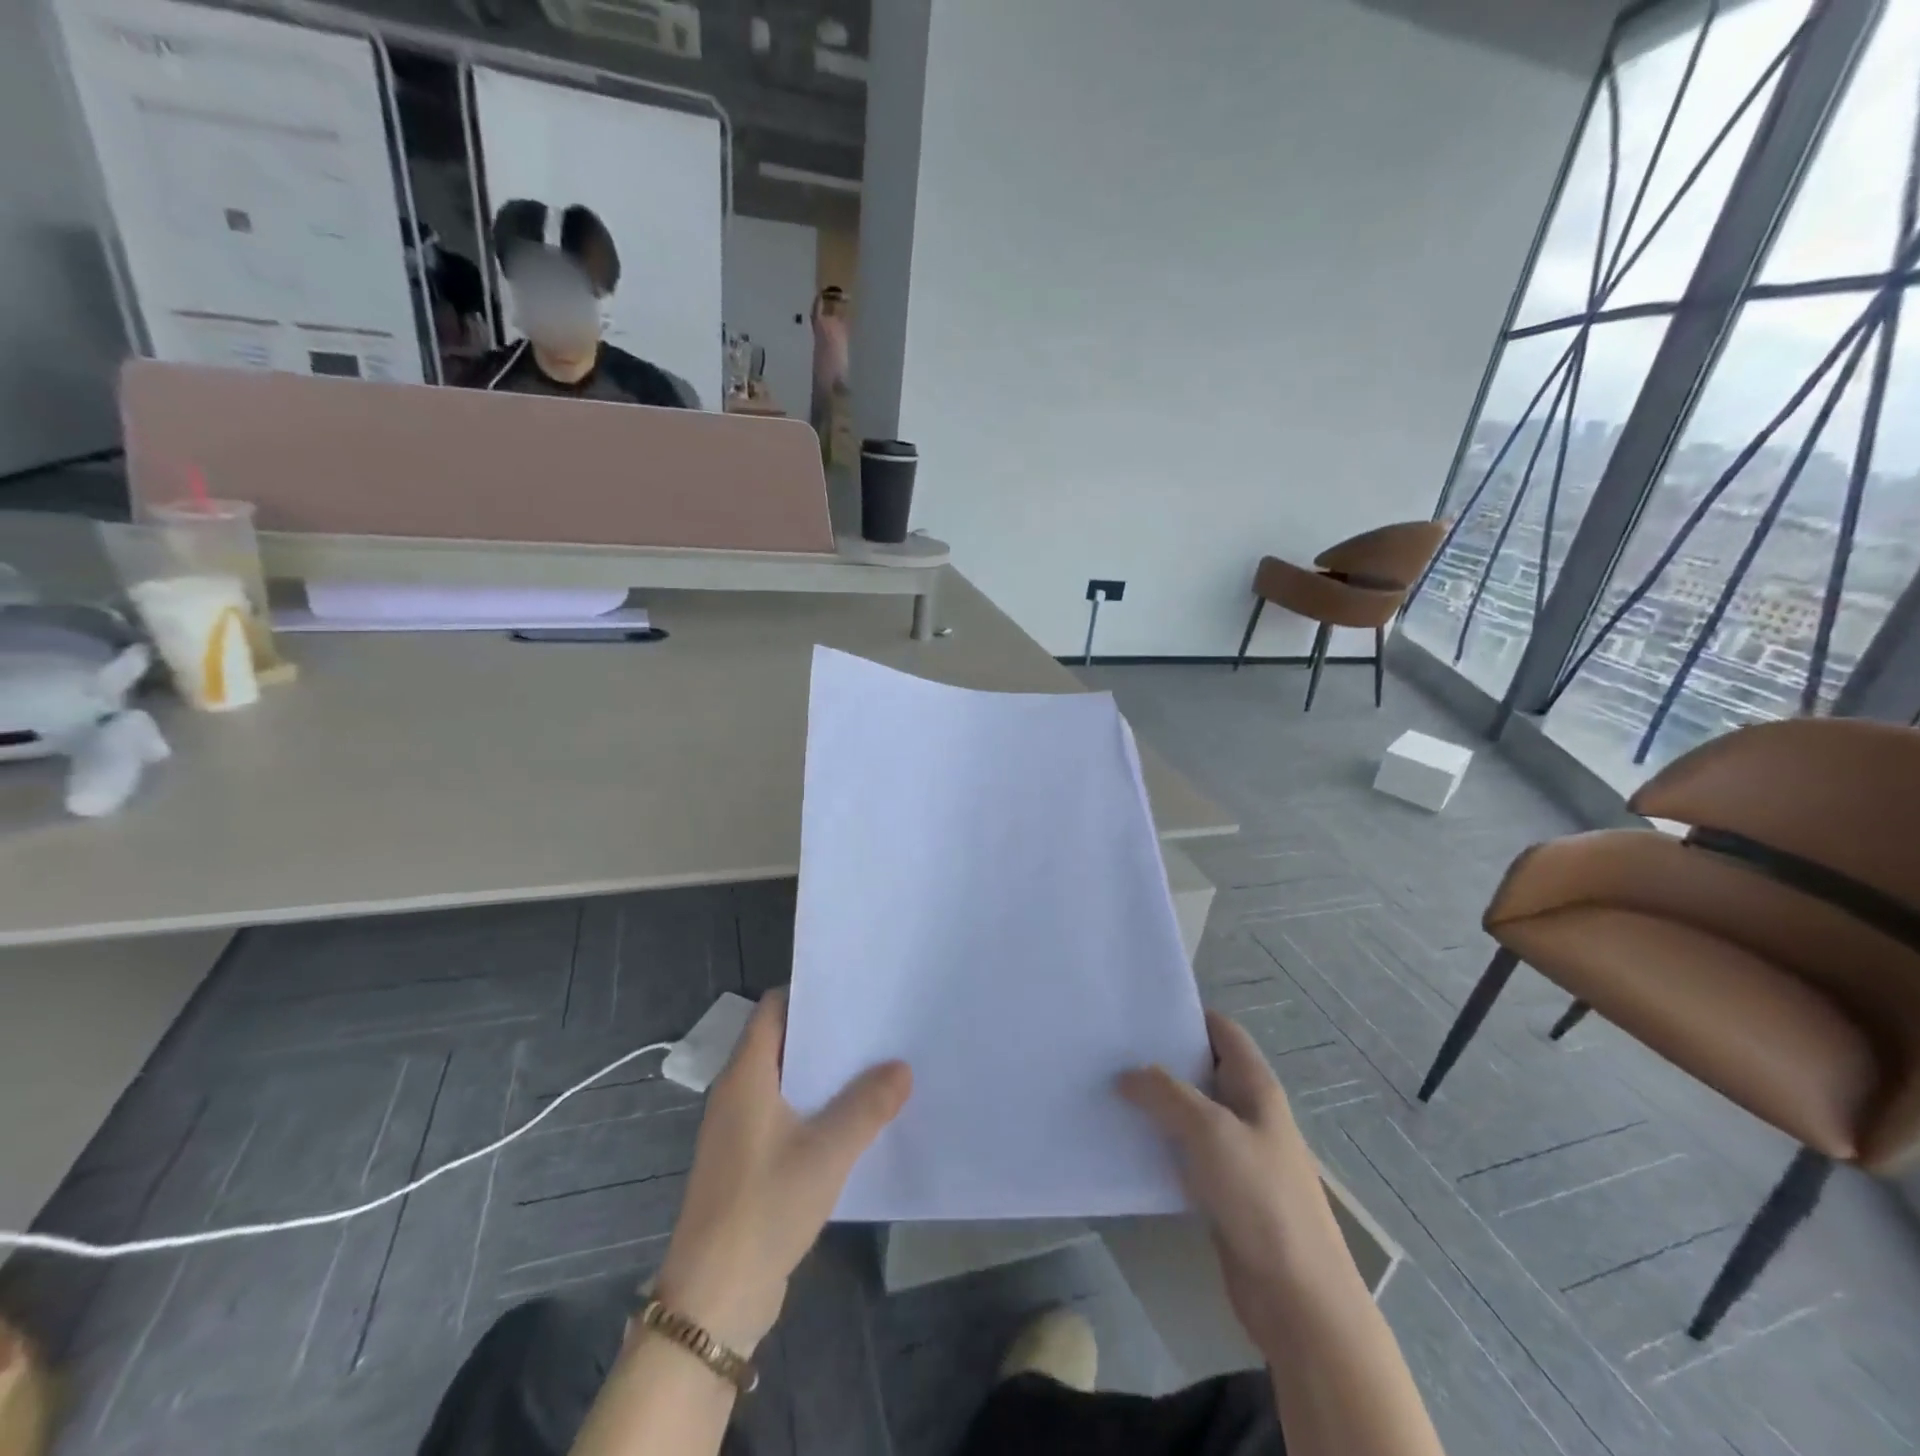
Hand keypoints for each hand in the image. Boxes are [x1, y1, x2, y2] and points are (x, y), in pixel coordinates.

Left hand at [654, 989, 911, 1351]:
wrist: (713, 1301)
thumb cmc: (763, 1208)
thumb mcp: (826, 1153)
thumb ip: (867, 1106)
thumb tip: (901, 1067)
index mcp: (746, 1076)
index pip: (773, 1009)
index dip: (810, 994)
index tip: (854, 990)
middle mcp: (738, 1093)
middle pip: (783, 1043)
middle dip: (828, 1035)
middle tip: (877, 1025)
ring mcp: (740, 1130)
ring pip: (788, 1082)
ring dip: (826, 1075)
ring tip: (876, 1065)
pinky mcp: (749, 1163)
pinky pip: (787, 1116)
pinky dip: (817, 1109)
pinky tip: (855, 1120)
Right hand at [1119, 1010, 1348, 1351]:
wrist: (1297, 1297)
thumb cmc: (1261, 1198)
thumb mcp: (1210, 1131)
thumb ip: (1166, 1093)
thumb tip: (1127, 1074)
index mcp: (1256, 1087)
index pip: (1222, 1031)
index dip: (1187, 1015)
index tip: (1139, 1010)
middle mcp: (1248, 1112)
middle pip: (1202, 1069)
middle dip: (1160, 1058)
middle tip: (1110, 1048)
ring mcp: (1237, 1153)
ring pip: (1190, 1112)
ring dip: (1155, 1102)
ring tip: (1107, 1089)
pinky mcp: (1223, 1190)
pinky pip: (1185, 1152)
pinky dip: (1158, 1142)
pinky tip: (1125, 1142)